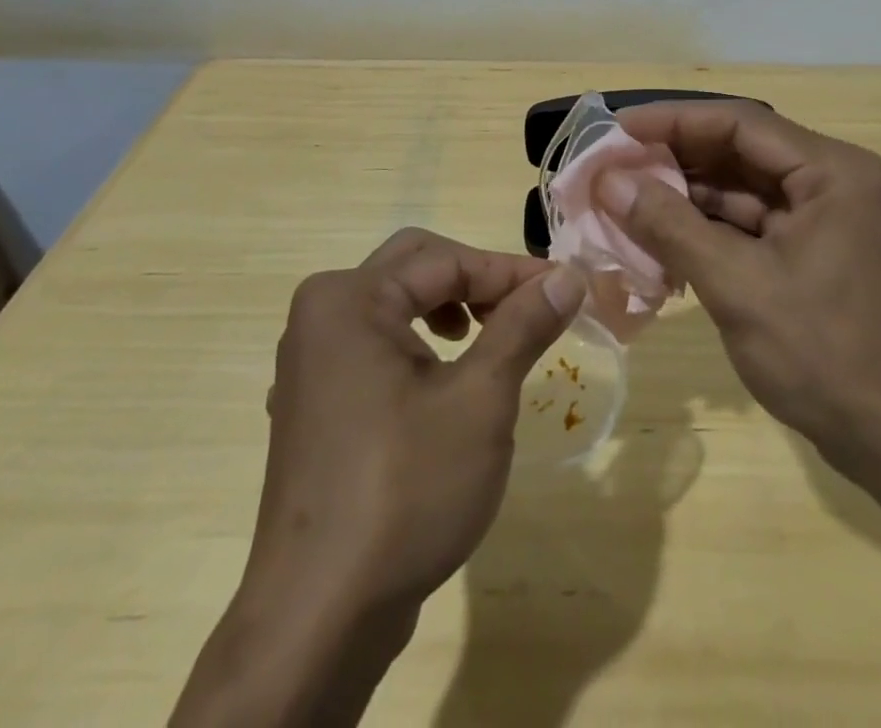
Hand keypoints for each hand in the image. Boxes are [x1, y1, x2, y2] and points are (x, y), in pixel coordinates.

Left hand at [172, 230, 586, 727]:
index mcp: (349, 299)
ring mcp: (311, 363)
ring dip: (451, 308)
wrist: (320, 619)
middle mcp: (321, 315)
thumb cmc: (405, 491)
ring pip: (395, 305)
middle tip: (527, 308)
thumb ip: (523, 326)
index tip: (567, 287)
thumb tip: (568, 276)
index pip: (447, 261)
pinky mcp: (316, 404)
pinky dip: (421, 343)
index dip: (511, 271)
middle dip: (477, 281)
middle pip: (415, 267)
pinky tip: (447, 380)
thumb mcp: (480, 400)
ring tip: (492, 340)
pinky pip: (376, 344)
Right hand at [597, 103, 880, 469]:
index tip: (618, 128)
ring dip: (687, 195)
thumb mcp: (737, 285)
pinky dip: (708, 228)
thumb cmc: (823, 355)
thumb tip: (608, 181)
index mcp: (831, 171)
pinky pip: (752, 223)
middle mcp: (832, 180)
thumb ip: (670, 226)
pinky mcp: (814, 250)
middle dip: (676, 159)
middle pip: (741, 151)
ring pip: (743, 188)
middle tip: (614, 165)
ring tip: (625, 199)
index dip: (673, 121)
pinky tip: (662, 237)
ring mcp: (826, 217)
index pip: (740, 123)